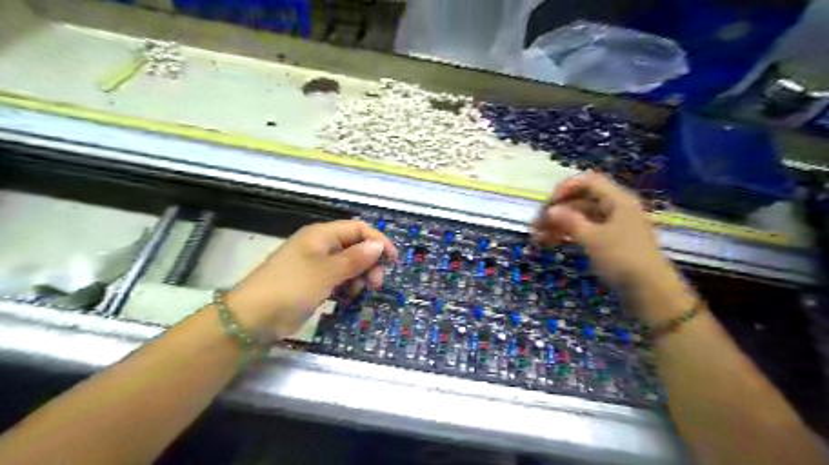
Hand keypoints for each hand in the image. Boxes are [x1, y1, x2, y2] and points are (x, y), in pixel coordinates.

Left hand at [226, 221, 395, 338]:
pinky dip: (346, 287)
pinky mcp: (313, 283)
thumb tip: (379, 245)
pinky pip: (338, 279)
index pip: (358, 229)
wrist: (252, 319)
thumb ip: (355, 258)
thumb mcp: (327, 272)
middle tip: (376, 284)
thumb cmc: (291, 288)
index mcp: (322, 235)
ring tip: (357, 293)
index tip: (393, 260)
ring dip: (358, 277)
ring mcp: (316, 265)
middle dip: (369, 263)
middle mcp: (320, 246)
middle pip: (355, 247)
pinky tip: (346, 299)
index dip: (378, 241)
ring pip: (348, 265)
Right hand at [530, 173, 672, 288]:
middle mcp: (615, 207)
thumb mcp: (593, 238)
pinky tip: (551, 242)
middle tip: (536, 225)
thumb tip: (550, 210)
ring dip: (558, 224)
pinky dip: (568, 234)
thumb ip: (570, 221)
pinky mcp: (609, 241)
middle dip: (557, 210)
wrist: (650, 291)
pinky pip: (585, 230)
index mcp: (617, 199)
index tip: (548, 205)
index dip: (565, 189)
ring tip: (537, 237)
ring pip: (580, 217)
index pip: (587, 181)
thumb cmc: (622, 258)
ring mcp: (612, 225)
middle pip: (580, 200)